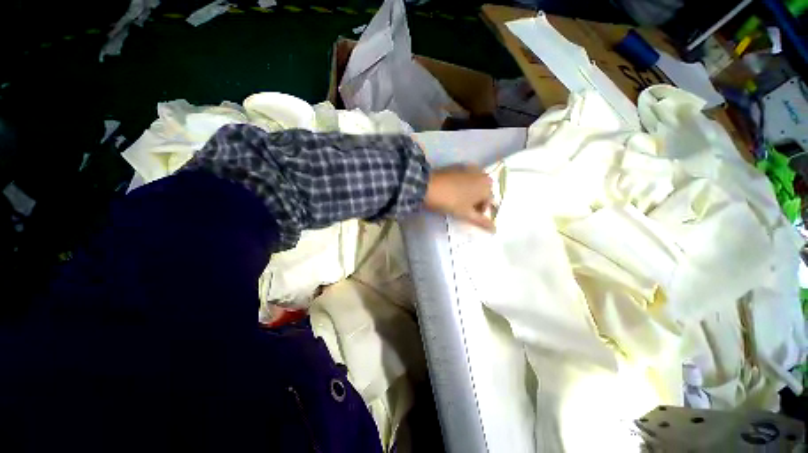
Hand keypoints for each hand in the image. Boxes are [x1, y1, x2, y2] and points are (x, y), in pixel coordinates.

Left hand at [424, 166, 494, 231]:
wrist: (428, 186)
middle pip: (482, 192)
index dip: (479, 212)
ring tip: (456, 201)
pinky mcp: (457, 166)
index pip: (488, 203)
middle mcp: (481, 173)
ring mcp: (469, 167)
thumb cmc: (451, 201)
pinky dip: (461, 185)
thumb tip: (495, 230)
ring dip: (468, 193)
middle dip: (475, 201)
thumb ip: (481, 221)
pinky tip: (451, 191)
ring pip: (473, 185)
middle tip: (462, 210)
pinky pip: (464, 178)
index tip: (468, 216)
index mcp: (487, 185)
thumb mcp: (466, 214)